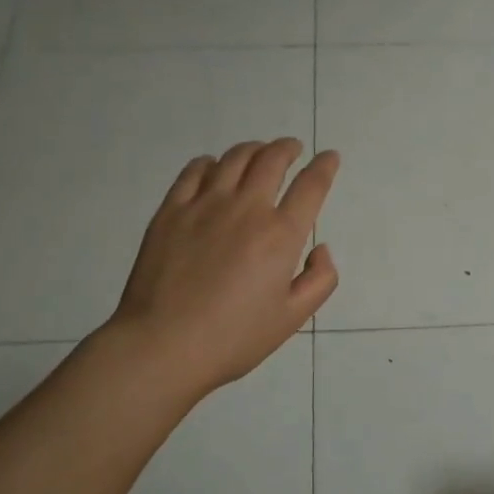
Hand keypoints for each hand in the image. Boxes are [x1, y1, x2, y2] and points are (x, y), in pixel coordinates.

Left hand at [108, 139, 338, 398]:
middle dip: (288, 148)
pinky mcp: (171, 210)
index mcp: (281, 235)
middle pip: (272, 160)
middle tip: (293, 148)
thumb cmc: (234, 338)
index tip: (330, 157)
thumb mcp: (292, 318)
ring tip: (258, 153)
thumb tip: (321, 248)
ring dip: (253, 149)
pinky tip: (213, 168)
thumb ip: (320, 280)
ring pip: (234, 158)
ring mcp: (204, 205)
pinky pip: (194, 171)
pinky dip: (210, 162)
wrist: (163, 345)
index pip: (311, 186)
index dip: (325, 166)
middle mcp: (246, 208)